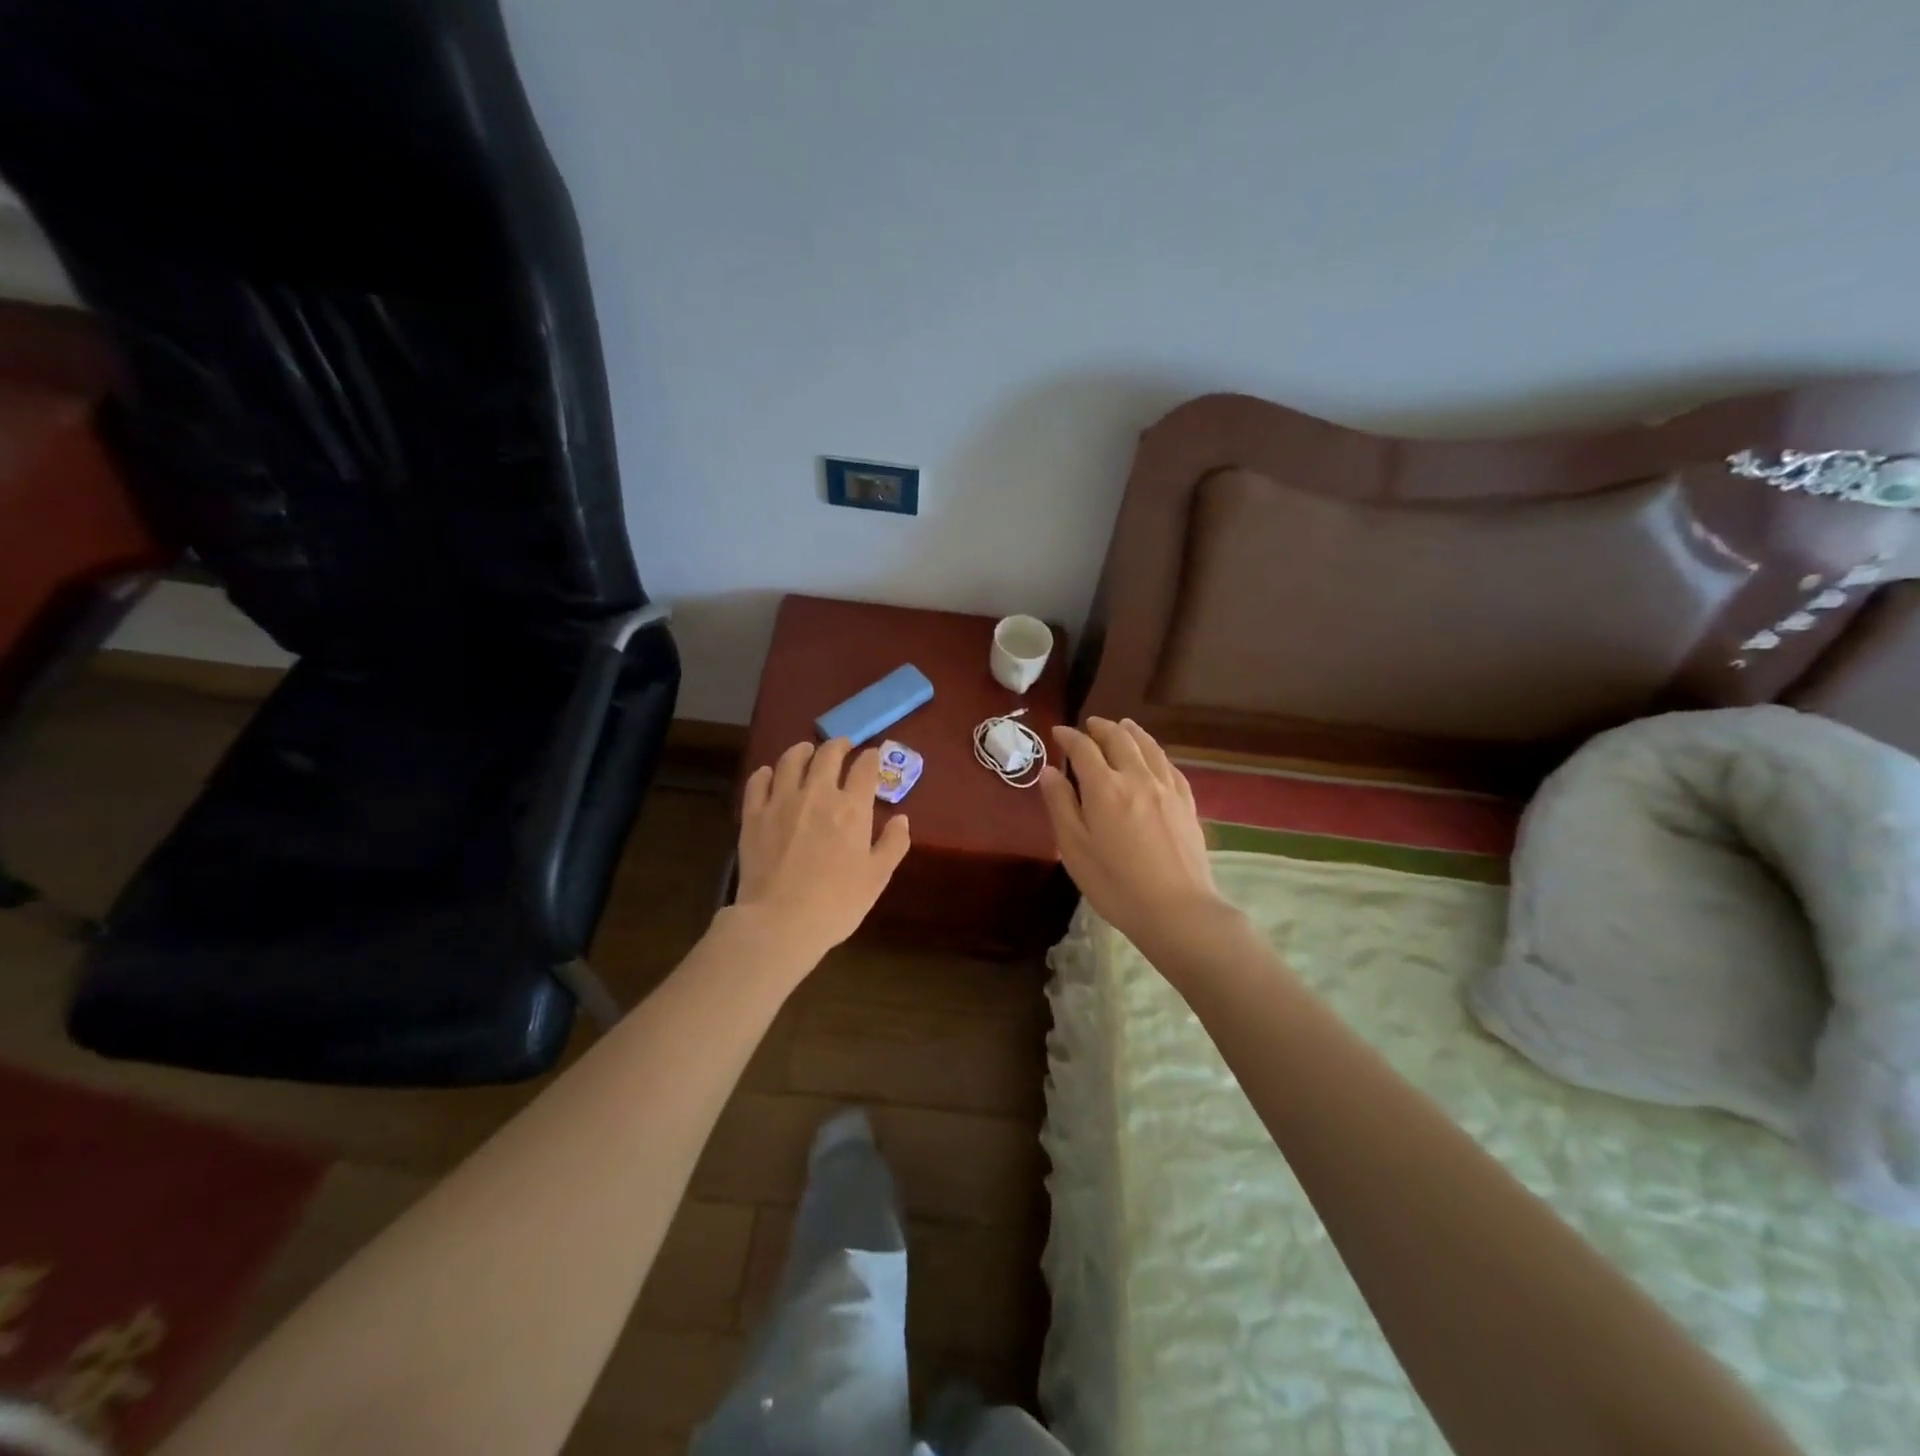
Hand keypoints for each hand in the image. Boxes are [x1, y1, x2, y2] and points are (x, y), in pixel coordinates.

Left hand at [736, 738, 911, 961]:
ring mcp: (781, 801)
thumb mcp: (877, 878)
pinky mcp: (753, 814)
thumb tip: (902, 819)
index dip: (871, 758)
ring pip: (791, 760)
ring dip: (803, 750)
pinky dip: (767, 773)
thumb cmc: (837, 903)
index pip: (865, 768)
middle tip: (843, 746)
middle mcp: (817, 794)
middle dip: (839, 745)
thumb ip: (893, 844)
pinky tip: (771, 775)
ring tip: (807, 751)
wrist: (781, 922)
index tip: (872, 756)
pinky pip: (758, 782)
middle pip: (828, 754)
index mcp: (852, 808)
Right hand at [1038, 717, 1227, 949]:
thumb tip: (1049, 771)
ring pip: (1149, 747)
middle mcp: (1137, 778)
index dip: (1069, 737)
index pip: (1083, 749)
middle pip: (1120, 739)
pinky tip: (1155, 757)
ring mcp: (1166, 789)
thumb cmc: (1115, 884)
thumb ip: (1060, 805)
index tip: (1058, 732)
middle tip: (1090, 725)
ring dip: (1132, 732)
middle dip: (1102, 728)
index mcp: (1104, 788)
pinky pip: (1170, 767)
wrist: (1177, 910)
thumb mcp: (1074, 848)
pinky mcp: (1187, 804)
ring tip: (1123, 726)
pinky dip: (1156, 753)